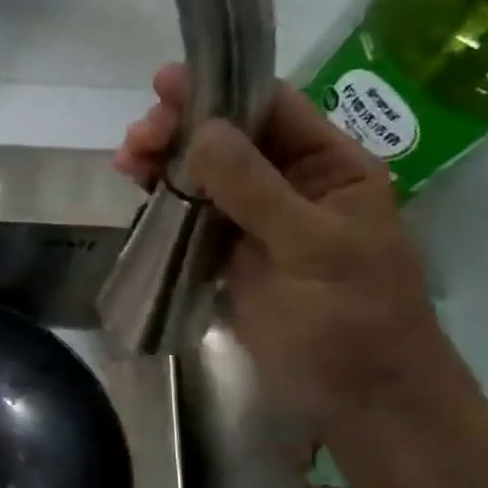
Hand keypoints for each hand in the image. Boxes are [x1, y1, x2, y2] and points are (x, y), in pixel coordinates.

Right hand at [114, 64, 465, 423]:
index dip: (219, 91)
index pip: (273, 110)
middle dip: (181, 131)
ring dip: (165, 165)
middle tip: (137, 139)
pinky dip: (165, 204)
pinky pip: (193, 220)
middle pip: (229, 140)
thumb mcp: (312, 248)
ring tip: (127, 161)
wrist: (360, 401)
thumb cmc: (352, 320)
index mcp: (330, 169)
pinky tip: (138, 193)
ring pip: (205, 179)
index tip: (165, 85)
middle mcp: (291, 186)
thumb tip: (201, 131)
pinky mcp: (229, 260)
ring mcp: (257, 225)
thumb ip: (256, 189)